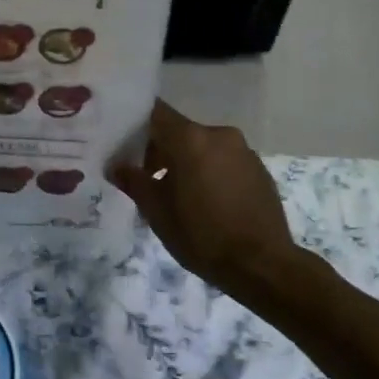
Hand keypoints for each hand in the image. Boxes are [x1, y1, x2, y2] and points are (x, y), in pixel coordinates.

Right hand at [110, 100, 302, 304]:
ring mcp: (244, 151)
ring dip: (186, 163)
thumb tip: (117, 167)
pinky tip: (206, 203)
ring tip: (177, 197)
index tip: (124, 144)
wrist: (262, 265)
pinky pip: (224, 161)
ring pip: (203, 147)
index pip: (156, 113)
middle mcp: (220, 135)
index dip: (137, 125)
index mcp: (191, 139)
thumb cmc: (202, 236)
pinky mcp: (259, 169)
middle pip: (180, 131)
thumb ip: (134, 182)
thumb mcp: (157, 212)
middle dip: (160, 151)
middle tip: (146, 180)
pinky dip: (209, 172)